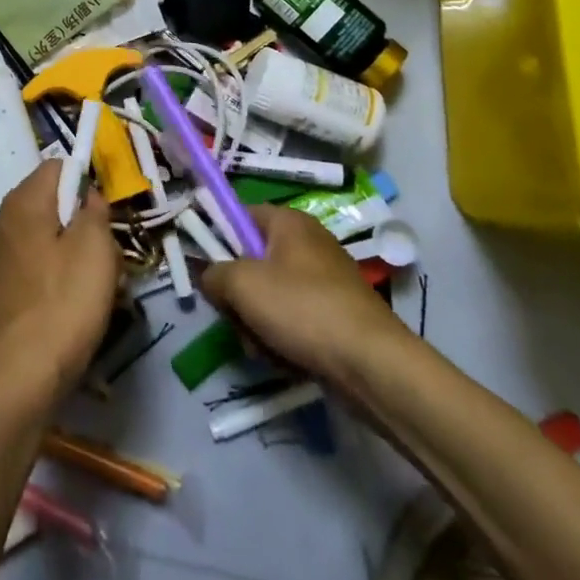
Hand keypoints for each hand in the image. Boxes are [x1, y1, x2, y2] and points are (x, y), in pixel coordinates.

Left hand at [0, 158, 120, 412]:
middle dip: (77, 222)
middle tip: (101, 258)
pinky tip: (60, 308)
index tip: (102, 218)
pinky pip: (26, 266)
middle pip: (48, 203)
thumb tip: (87, 195)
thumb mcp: (96, 250)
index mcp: (22, 201)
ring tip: (85, 288)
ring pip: (39, 237)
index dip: (85, 183)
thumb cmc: (63, 305)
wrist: (18, 380)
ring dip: (65, 252)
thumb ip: (94, 211)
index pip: (58, 167)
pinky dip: (46, 276)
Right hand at [199, 205, 407, 378]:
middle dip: (239, 295)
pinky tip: (285, 359)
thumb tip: (210, 278)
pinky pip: (294, 320)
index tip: (208, 269)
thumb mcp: (242, 285)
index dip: (218, 237)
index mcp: (288, 222)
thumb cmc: (302, 309)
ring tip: (263, 347)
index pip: (240, 215)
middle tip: (236, 316)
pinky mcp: (335, 315)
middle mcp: (308, 244)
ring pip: (270, 296)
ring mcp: (324, 281)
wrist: (371, 364)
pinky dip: (284, 339)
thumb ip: (214, 274)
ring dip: (257, 324)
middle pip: (253, 261)